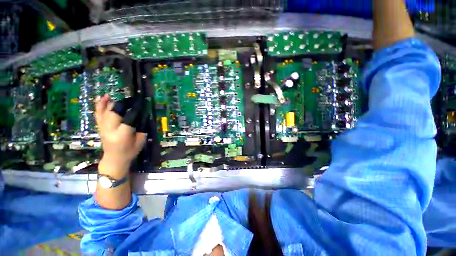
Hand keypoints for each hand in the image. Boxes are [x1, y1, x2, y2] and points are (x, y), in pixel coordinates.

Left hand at [95, 94, 145, 176]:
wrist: (114, 159)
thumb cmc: (130, 151)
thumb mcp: (141, 140)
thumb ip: (142, 127)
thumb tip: (143, 115)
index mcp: (123, 134)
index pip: (129, 118)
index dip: (135, 109)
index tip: (142, 103)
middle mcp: (110, 129)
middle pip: (115, 112)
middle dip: (124, 104)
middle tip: (133, 100)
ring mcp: (103, 127)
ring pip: (106, 111)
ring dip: (112, 102)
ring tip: (119, 96)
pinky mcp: (100, 127)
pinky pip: (99, 113)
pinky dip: (100, 105)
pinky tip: (104, 97)